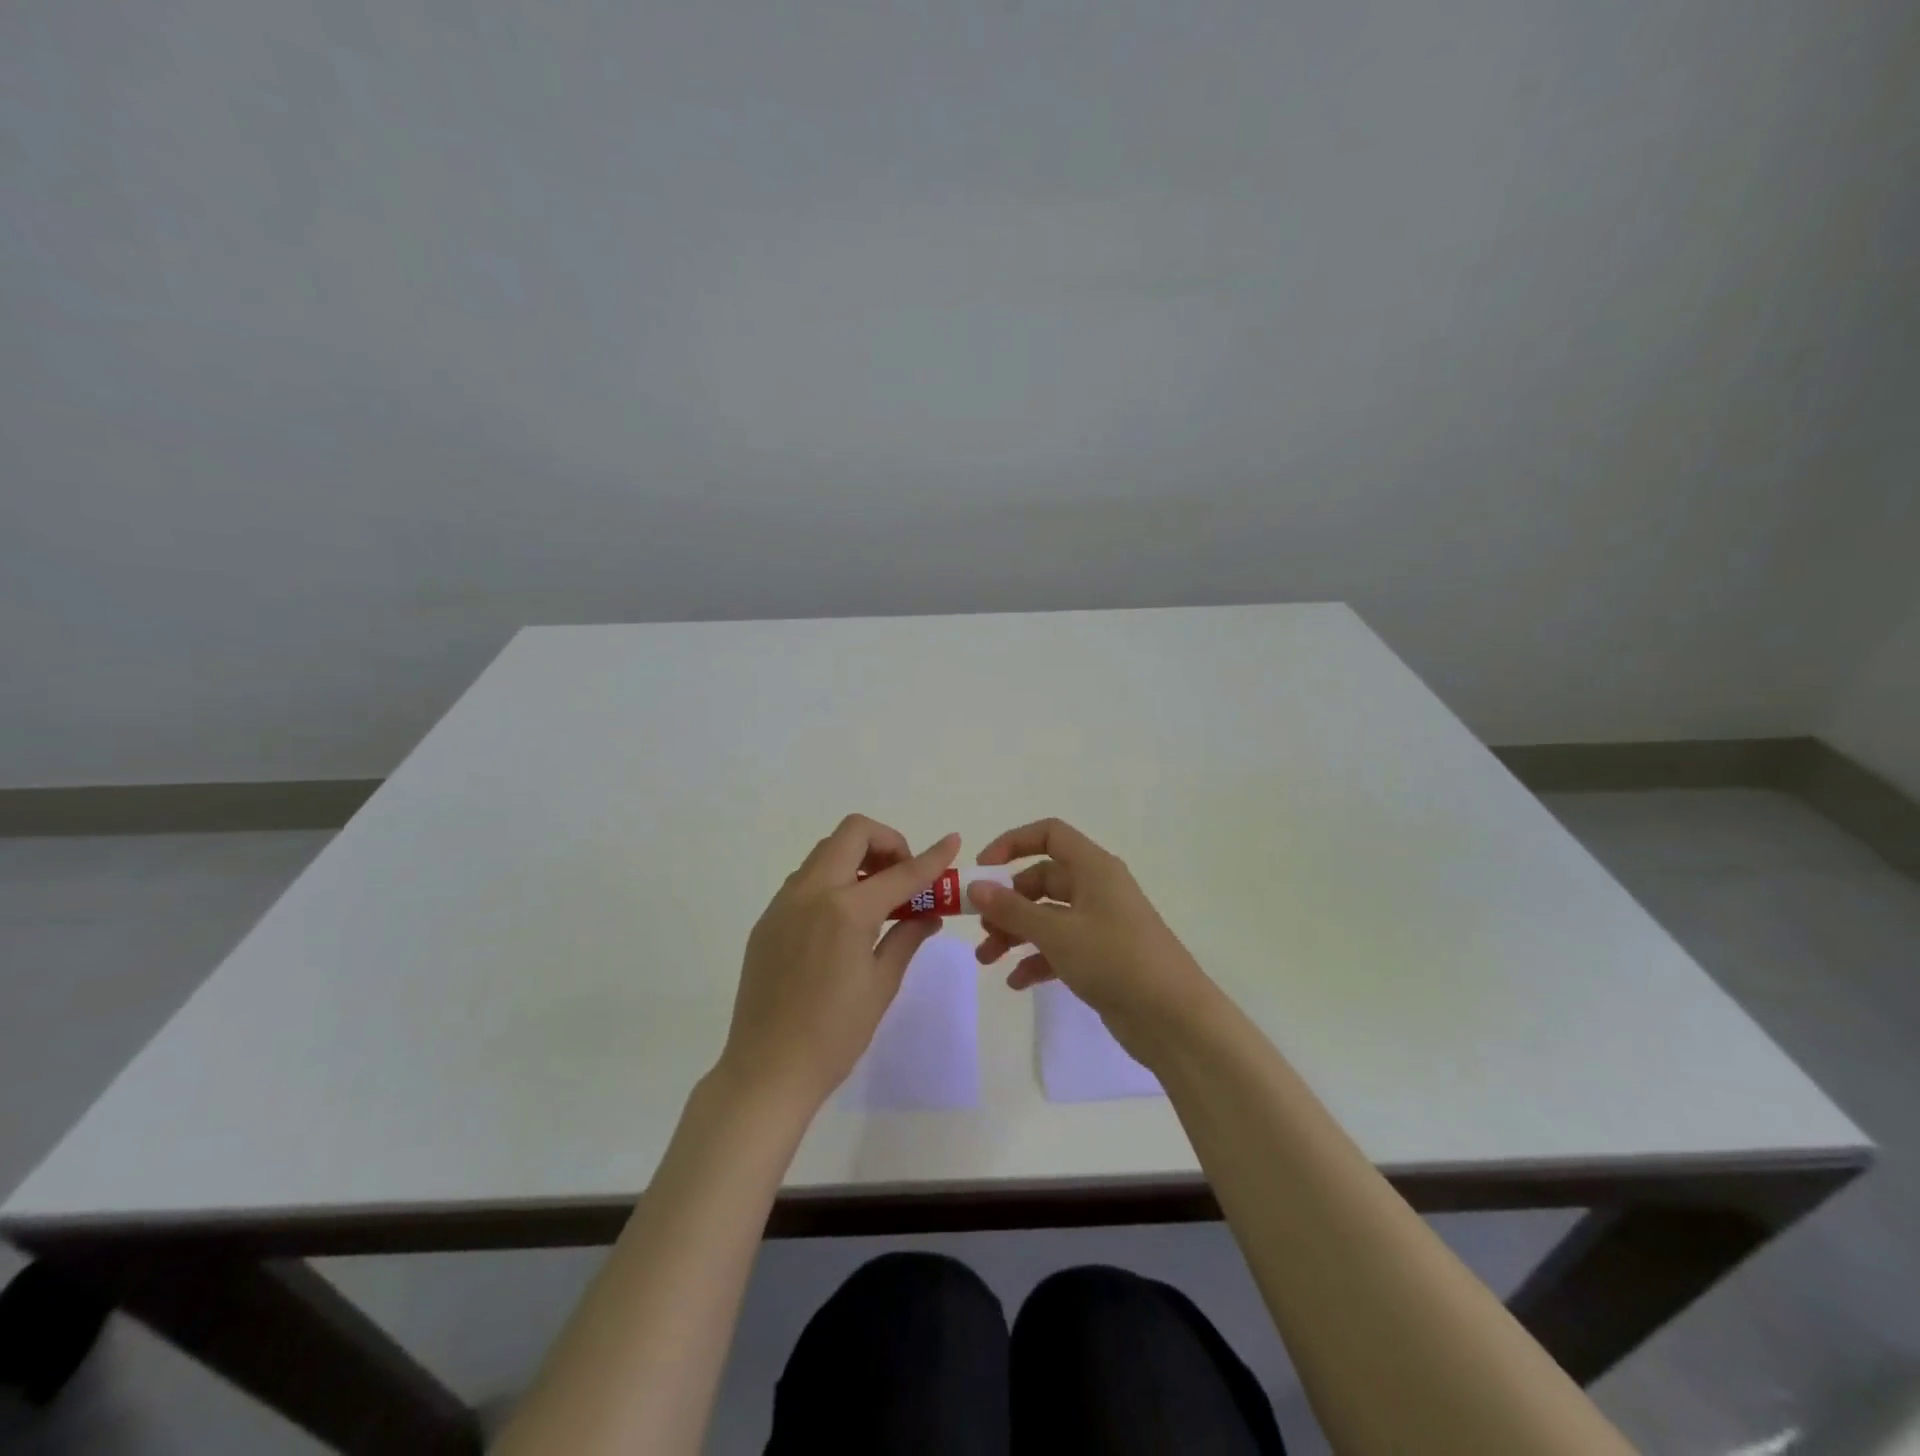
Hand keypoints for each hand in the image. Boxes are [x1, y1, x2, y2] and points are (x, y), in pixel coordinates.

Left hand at [718, 815, 958, 1110]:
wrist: (767, 1071)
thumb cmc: (834, 1034)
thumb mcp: (882, 984)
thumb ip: (907, 937)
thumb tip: (929, 914)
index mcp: (846, 910)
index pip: (900, 872)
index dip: (931, 857)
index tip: (952, 843)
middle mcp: (811, 892)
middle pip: (852, 833)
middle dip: (887, 844)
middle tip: (903, 878)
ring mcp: (783, 903)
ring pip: (825, 852)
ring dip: (857, 859)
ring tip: (877, 900)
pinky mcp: (767, 920)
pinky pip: (805, 880)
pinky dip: (833, 881)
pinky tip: (844, 921)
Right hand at [970, 818, 1213, 1063]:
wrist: (1174, 1019)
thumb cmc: (1115, 960)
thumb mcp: (1057, 932)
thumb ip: (1012, 909)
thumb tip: (975, 887)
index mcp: (1094, 868)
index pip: (1050, 834)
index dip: (1013, 843)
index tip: (982, 869)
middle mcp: (1097, 889)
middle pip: (1042, 879)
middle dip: (1007, 902)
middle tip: (981, 927)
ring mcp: (1100, 924)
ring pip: (1048, 916)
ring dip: (1016, 933)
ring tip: (987, 959)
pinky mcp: (1102, 957)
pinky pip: (1060, 947)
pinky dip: (1037, 959)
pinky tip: (1016, 982)